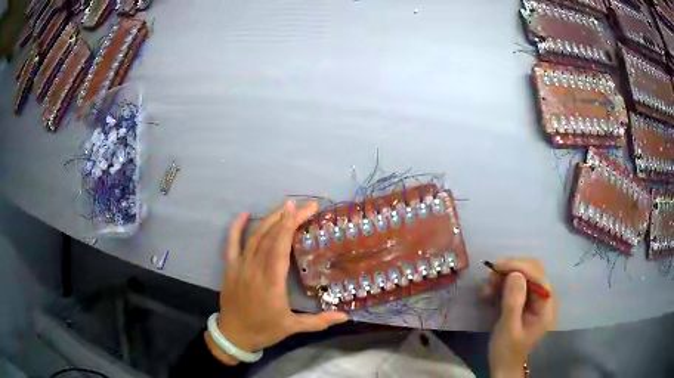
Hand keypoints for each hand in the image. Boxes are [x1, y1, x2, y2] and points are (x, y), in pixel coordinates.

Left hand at [205, 200, 348, 364]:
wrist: (234, 335)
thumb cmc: (264, 330)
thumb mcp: (293, 328)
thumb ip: (319, 322)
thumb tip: (346, 317)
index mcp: (271, 282)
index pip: (281, 247)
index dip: (290, 225)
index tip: (303, 209)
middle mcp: (255, 269)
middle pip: (270, 237)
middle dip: (287, 217)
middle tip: (303, 205)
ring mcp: (240, 267)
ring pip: (254, 237)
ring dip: (269, 219)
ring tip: (284, 207)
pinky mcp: (230, 268)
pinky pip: (231, 244)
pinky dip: (236, 227)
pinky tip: (244, 214)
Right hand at [484, 258, 556, 377]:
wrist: (504, 366)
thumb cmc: (507, 352)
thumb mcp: (508, 330)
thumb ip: (513, 302)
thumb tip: (515, 274)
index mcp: (545, 304)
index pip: (537, 275)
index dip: (518, 266)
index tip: (496, 267)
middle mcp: (543, 296)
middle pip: (531, 270)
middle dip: (510, 270)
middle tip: (489, 280)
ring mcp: (534, 298)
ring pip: (522, 274)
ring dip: (504, 277)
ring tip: (487, 290)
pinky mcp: (524, 301)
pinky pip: (515, 284)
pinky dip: (502, 284)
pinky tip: (491, 293)